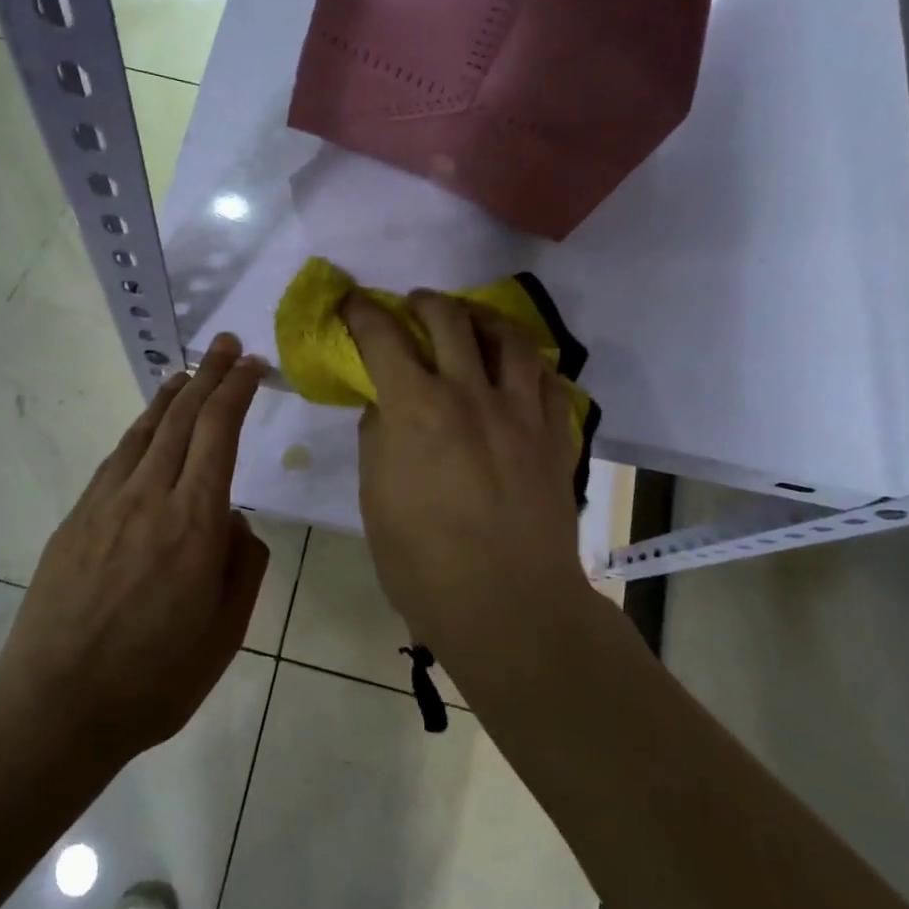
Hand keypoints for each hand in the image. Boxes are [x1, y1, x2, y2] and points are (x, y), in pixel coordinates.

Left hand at [0, 333, 269, 765]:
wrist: (56, 708)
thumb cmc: (155, 681)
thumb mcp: (225, 633)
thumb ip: (243, 565)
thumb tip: (234, 520)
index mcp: (194, 523)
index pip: (219, 433)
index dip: (237, 391)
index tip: (253, 364)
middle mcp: (149, 498)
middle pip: (183, 419)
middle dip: (209, 376)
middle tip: (228, 346)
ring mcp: (105, 505)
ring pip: (144, 432)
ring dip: (170, 397)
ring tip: (187, 373)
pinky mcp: (75, 520)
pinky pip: (115, 460)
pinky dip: (138, 432)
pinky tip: (145, 431)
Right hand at [344, 291, 588, 661]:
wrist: (509, 606)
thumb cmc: (423, 562)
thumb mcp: (375, 498)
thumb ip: (378, 439)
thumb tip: (385, 406)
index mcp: (417, 409)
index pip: (384, 337)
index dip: (363, 312)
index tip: (353, 304)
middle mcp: (471, 394)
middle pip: (450, 319)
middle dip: (424, 302)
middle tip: (412, 306)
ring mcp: (521, 412)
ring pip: (509, 337)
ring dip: (482, 318)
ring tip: (470, 321)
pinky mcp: (555, 435)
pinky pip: (548, 378)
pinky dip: (527, 361)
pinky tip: (517, 368)